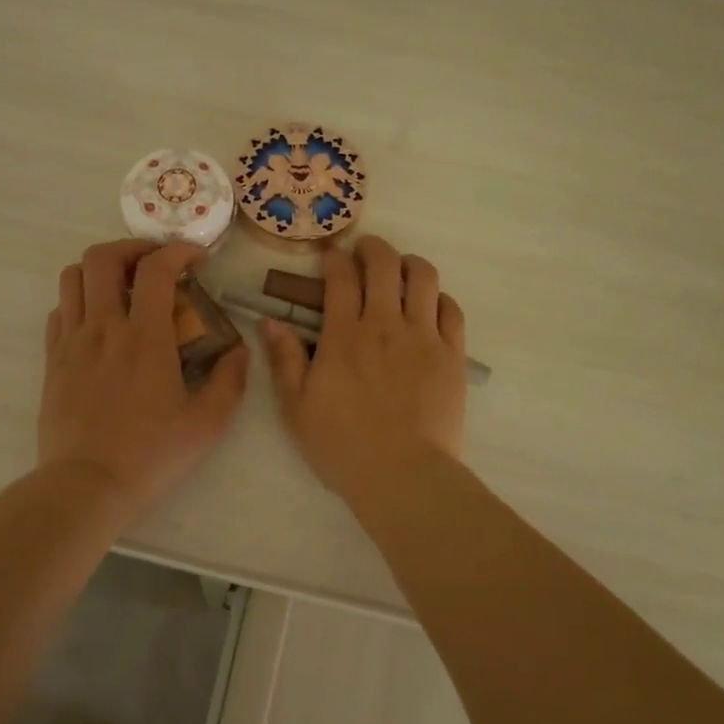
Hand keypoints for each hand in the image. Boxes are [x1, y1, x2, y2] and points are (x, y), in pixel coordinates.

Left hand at [40, 239, 248, 517]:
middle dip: (132, 248)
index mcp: (145, 337)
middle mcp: (103, 327)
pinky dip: (80, 301)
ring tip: (124, 287)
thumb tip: (238, 349)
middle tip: (155, 264)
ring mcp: (72, 342)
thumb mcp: (207, 424)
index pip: (156, 268)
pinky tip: (99, 322)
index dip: (178, 250)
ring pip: (72, 277)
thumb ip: (230, 380)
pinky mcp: (53, 361)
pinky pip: (60, 311)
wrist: (86, 486)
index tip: (196, 257)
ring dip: (100, 270)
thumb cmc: (151, 455)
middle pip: (102, 257)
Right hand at [261, 236, 467, 502]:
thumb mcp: (296, 407)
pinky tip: (430, 306)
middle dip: (373, 248)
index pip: (341, 277)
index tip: (331, 256)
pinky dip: (439, 298)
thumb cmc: (342, 445)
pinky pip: (451, 310)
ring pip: (424, 277)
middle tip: (365, 252)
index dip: (335, 258)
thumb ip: (284, 359)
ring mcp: (424, 337)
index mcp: (344, 335)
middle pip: (385, 264)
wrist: (403, 475)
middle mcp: (386, 324)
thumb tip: (270, 321)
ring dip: (410, 263)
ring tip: (401, 270)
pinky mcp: (453, 355)